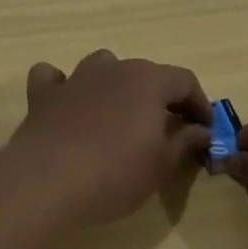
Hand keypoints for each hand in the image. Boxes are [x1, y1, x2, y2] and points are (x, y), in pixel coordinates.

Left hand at [0, 50, 210, 227]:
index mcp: (149, 81)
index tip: (204, 129)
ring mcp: (75, 79)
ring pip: (102, 67)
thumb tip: (200, 130)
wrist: (47, 181)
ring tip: (118, 115)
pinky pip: (54, 78)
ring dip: (115, 85)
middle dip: (160, 98)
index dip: (199, 104)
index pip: (185, 81)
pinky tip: (66, 105)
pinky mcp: (43, 96)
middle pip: (145, 74)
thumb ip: (184, 142)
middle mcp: (113, 69)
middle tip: (166, 130)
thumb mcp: (162, 165)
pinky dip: (63, 86)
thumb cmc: (116, 173)